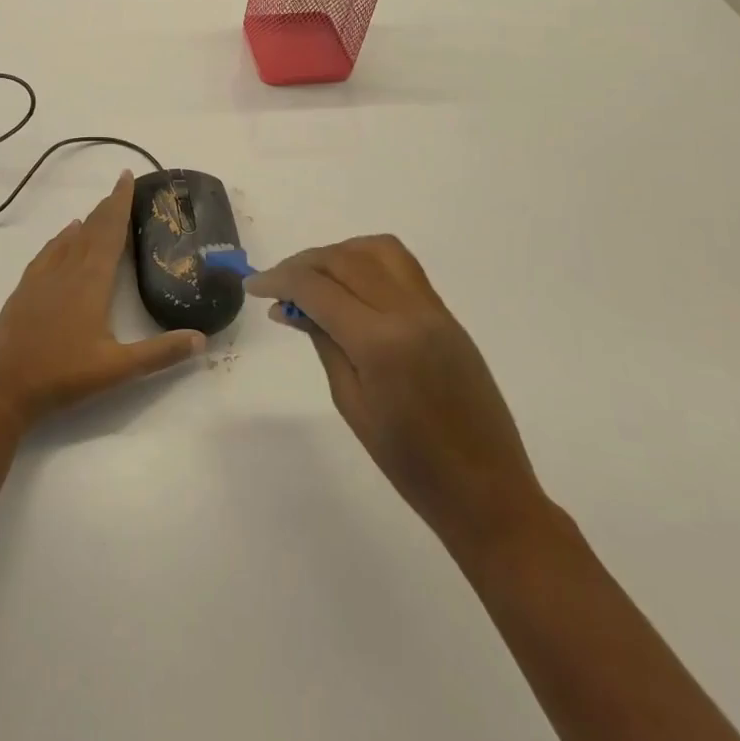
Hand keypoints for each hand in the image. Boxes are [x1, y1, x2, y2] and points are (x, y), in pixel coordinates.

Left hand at [0, 171, 205, 429]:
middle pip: (90, 230)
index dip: (119, 203)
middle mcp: (66, 270)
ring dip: (86, 222)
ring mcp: (41, 279)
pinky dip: (60, 239)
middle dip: (106, 207)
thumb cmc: (64, 376)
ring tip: (98, 210)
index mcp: (91, 281)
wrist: (4, 389)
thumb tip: (201, 338)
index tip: (126, 177)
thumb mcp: (118, 368)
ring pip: (68, 239)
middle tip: (120, 188)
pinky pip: (47, 253)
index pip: (110, 232)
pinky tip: (64, 237)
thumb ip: (161, 353)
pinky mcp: (24, 290)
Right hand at [247, 235, 545, 550]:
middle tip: (276, 284)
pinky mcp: (445, 314)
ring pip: (376, 250)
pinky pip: (402, 266)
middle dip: (302, 264)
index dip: (279, 280)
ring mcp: (432, 309)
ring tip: (314, 277)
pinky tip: (349, 284)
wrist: (486, 490)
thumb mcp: (351, 403)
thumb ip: (324, 343)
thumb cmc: (409, 464)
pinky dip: (367, 261)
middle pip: (344, 259)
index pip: (318, 288)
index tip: (253, 286)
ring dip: (337, 253)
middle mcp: (408, 312)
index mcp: (380, 342)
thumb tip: (292, 307)